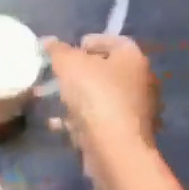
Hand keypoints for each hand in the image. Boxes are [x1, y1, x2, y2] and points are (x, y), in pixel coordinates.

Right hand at [44, 34, 159, 185]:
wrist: (115, 149)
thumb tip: (47, 40)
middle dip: (81, 72)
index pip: (113, 40)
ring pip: (103, 97)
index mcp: (133, 58)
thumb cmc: (95, 96)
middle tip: (58, 75)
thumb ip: (57, 50)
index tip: (68, 50)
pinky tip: (58, 124)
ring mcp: (137, 110)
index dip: (89, 41)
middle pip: (108, 70)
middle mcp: (141, 81)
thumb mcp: (69, 65)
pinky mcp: (127, 134)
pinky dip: (80, 120)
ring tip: (53, 100)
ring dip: (78, 98)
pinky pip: (100, 120)